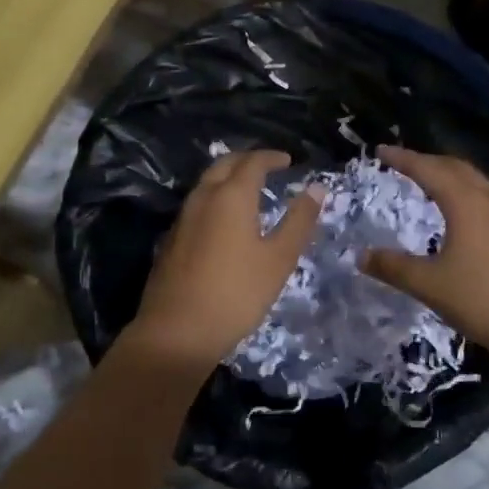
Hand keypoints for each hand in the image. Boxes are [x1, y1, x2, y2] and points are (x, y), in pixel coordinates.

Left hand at [129, 150, 323, 368]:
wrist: (177, 331)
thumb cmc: (236, 293)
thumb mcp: (278, 259)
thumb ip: (299, 221)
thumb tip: (317, 188)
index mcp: (231, 196)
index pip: (252, 162)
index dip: (271, 157)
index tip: (288, 161)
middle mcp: (203, 198)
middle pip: (224, 165)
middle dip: (247, 160)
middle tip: (268, 167)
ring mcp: (182, 218)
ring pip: (206, 183)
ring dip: (228, 178)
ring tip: (249, 191)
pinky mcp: (172, 239)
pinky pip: (197, 204)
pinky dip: (215, 198)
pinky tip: (224, 220)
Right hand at [358, 146, 488, 361]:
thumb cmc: (481, 300)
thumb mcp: (429, 284)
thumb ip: (393, 267)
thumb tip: (360, 256)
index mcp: (465, 203)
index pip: (428, 169)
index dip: (403, 158)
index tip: (380, 150)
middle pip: (454, 167)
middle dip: (426, 160)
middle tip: (401, 161)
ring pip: (474, 180)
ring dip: (448, 173)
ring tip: (428, 179)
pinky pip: (486, 196)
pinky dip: (465, 190)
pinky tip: (460, 210)